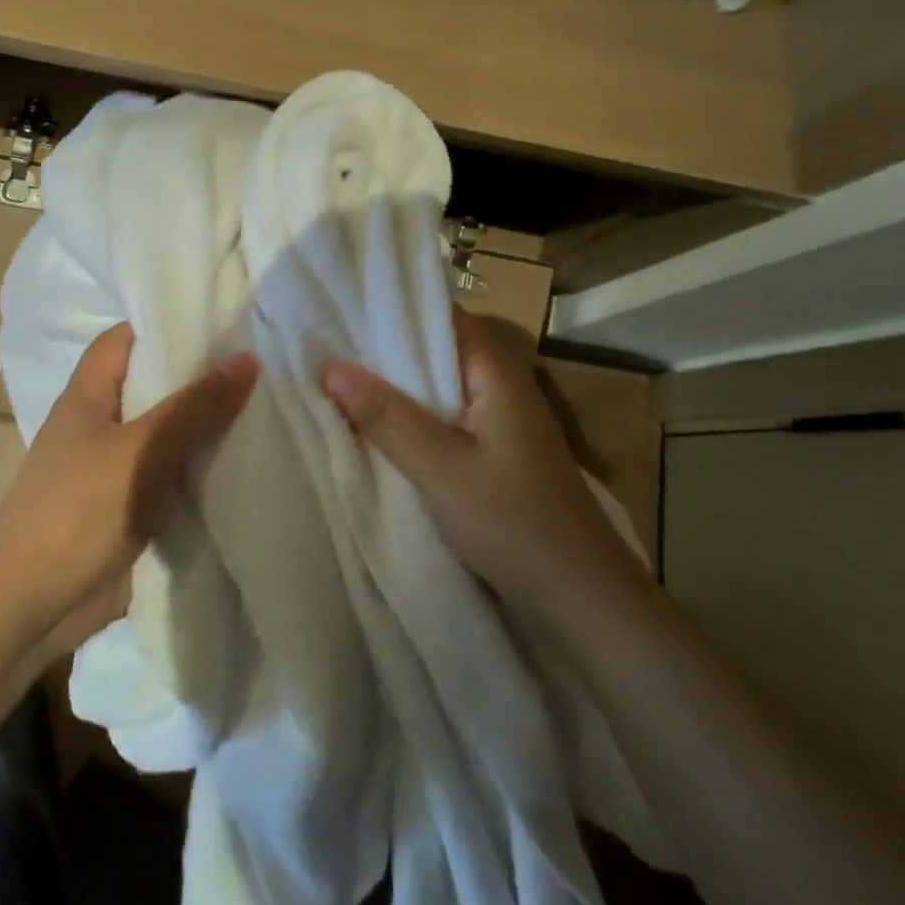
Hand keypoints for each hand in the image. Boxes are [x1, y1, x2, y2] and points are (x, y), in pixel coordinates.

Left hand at [0, 322, 258, 660]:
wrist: (33, 605)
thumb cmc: (80, 509)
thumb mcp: (143, 449)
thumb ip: (195, 406)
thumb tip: (247, 359)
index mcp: (87, 396)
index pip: (124, 339)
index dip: (165, 325)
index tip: (218, 324)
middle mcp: (98, 425)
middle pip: (151, 387)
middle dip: (197, 379)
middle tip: (256, 368)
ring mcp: (111, 469)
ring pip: (164, 435)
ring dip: (203, 429)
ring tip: (261, 411)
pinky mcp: (126, 509)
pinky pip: (168, 478)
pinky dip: (198, 472)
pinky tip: (240, 468)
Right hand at [321, 309, 646, 626]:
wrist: (580, 601)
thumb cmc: (513, 522)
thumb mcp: (441, 467)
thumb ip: (386, 416)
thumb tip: (328, 366)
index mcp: (495, 373)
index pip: (442, 316)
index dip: (394, 306)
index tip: (342, 302)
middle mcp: (497, 388)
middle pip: (435, 351)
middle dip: (383, 348)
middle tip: (323, 341)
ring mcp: (496, 424)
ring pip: (435, 389)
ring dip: (393, 387)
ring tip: (334, 377)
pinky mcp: (490, 457)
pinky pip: (441, 421)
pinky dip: (408, 418)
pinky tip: (372, 426)